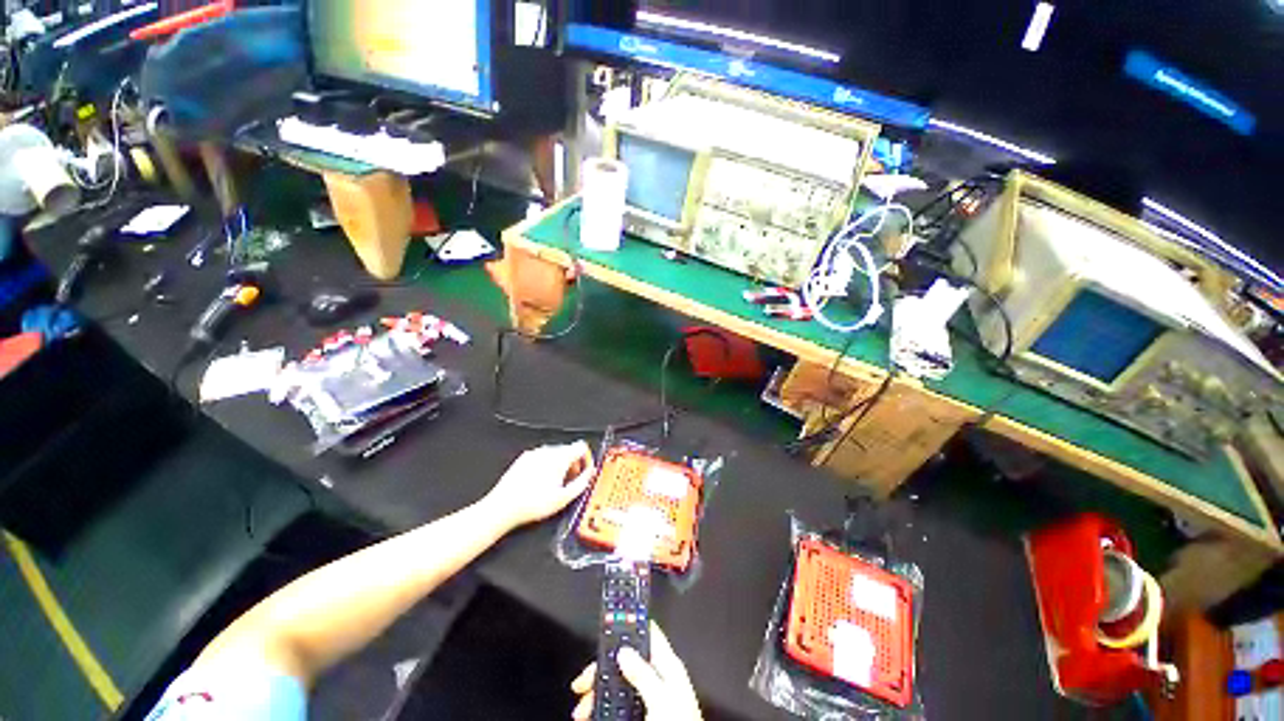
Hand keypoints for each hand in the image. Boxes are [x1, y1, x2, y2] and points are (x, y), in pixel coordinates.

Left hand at [483, 441, 594, 529]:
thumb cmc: (532, 504)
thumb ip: (582, 483)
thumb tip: (590, 475)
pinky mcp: (523, 459)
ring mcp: (534, 453)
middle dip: (574, 465)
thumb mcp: (564, 498)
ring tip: (555, 486)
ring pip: (555, 454)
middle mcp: (547, 451)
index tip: (585, 472)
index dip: (587, 459)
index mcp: (560, 457)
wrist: (503, 507)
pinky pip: (541, 458)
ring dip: (560, 467)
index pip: (582, 447)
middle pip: (569, 451)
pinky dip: (546, 467)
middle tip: (571, 483)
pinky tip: (541, 484)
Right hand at [571, 622, 702, 720]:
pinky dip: (604, 708)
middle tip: (582, 683)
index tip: (606, 627)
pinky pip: (620, 704)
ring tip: (582, 711)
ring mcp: (651, 697)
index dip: (629, 626)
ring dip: (598, 694)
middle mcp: (659, 678)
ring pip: (619, 685)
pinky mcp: (645, 714)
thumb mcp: (661, 699)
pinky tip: (593, 715)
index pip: (648, 634)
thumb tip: (624, 651)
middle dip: (602, 670)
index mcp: (668, 667)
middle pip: (626, 661)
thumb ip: (643, 673)